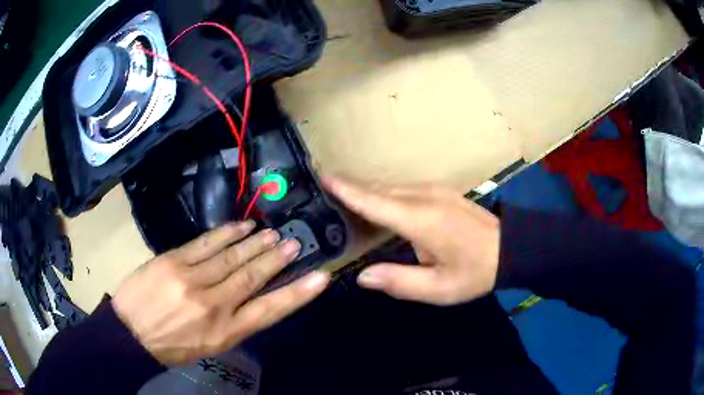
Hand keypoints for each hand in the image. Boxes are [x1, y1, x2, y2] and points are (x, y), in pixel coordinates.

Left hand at [112, 221, 329, 365]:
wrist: (131, 334)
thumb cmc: (173, 345)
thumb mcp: (209, 345)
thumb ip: (234, 322)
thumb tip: (253, 297)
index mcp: (225, 332)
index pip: (270, 311)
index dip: (298, 294)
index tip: (320, 278)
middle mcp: (213, 304)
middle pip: (252, 277)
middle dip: (276, 259)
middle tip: (294, 244)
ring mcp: (191, 279)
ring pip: (231, 257)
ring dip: (255, 243)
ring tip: (272, 234)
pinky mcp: (173, 260)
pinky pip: (206, 243)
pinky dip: (227, 233)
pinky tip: (241, 226)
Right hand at [323, 175, 499, 305]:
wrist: (512, 248)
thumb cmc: (476, 272)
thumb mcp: (439, 288)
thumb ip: (400, 282)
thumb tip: (362, 276)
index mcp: (422, 221)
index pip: (375, 201)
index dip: (347, 190)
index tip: (323, 176)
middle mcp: (425, 197)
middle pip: (380, 189)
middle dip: (352, 187)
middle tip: (325, 189)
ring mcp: (435, 191)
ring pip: (392, 186)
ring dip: (367, 190)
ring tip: (343, 195)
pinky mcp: (441, 192)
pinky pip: (404, 188)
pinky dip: (384, 193)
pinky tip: (377, 201)